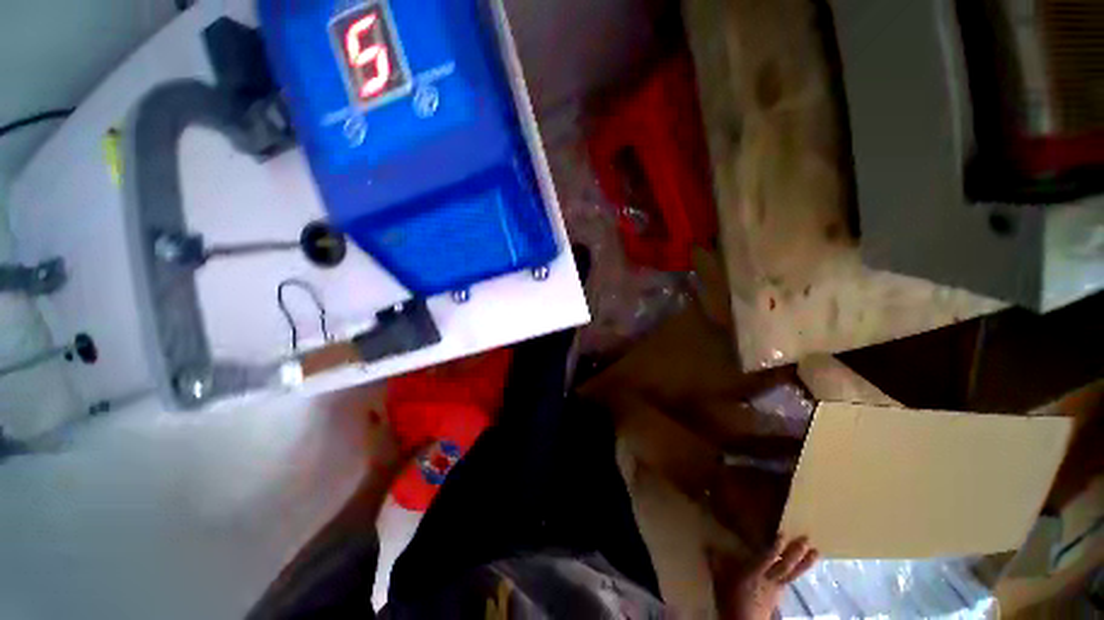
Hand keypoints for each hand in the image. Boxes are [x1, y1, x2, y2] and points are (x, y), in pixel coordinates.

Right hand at [708, 535, 818, 619]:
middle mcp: (768, 580)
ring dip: (804, 563)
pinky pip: (791, 580)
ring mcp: (777, 588)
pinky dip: (799, 571)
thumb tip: (706, 543)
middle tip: (806, 539)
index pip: (765, 558)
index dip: (774, 547)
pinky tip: (805, 566)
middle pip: (784, 566)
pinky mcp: (780, 594)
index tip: (782, 534)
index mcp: (752, 574)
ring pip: (792, 574)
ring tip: (816, 552)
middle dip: (795, 553)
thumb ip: (715, 560)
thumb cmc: (729, 598)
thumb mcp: (719, 579)